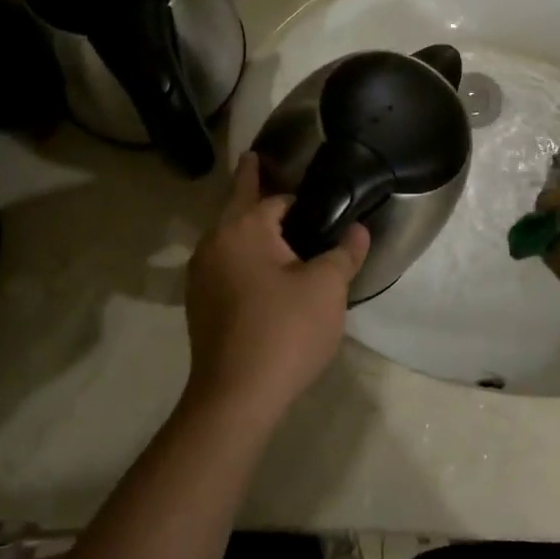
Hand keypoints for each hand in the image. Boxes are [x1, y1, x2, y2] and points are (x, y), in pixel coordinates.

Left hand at [184, 153, 369, 420]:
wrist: (236, 397)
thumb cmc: (285, 331)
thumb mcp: (326, 288)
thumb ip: (344, 253)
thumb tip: (359, 230)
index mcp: (243, 229)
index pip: (275, 199)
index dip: (299, 196)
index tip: (307, 180)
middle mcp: (214, 243)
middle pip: (238, 205)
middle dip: (250, 184)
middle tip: (257, 161)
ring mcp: (201, 275)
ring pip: (228, 235)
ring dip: (247, 223)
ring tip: (270, 218)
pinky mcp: (200, 303)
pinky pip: (224, 262)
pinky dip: (242, 253)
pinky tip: (262, 267)